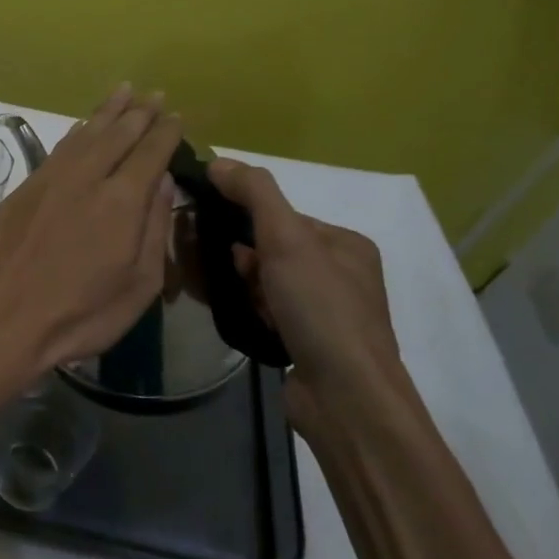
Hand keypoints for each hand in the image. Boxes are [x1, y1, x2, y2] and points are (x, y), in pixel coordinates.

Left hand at [0, 86, 182, 390]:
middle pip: (118, 134)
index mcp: (121, 201)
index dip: (166, 132)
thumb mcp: (139, 285)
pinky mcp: (24, 190)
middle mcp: (86, 178)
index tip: (178, 115)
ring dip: (106, 111)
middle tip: (155, 94)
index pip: (150, 153)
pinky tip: (83, 127)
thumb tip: (163, 181)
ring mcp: (51, 180)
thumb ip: (154, 227)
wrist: (4, 319)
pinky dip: (75, 133)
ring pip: (85, 134)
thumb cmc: (81, 314)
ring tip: (123, 91)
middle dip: (140, 112)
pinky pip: (58, 149)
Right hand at [206, 157, 415, 420]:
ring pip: (267, 284)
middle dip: (241, 258)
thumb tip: (218, 160)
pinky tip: (237, 318)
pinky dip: (250, 312)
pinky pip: (268, 314)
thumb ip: (254, 194)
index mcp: (346, 244)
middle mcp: (341, 276)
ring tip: (221, 295)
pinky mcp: (309, 345)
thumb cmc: (320, 308)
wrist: (345, 397)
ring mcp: (326, 314)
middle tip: (214, 267)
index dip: (245, 222)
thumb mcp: (287, 239)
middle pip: (272, 251)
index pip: (283, 218)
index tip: (212, 231)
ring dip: (242, 286)